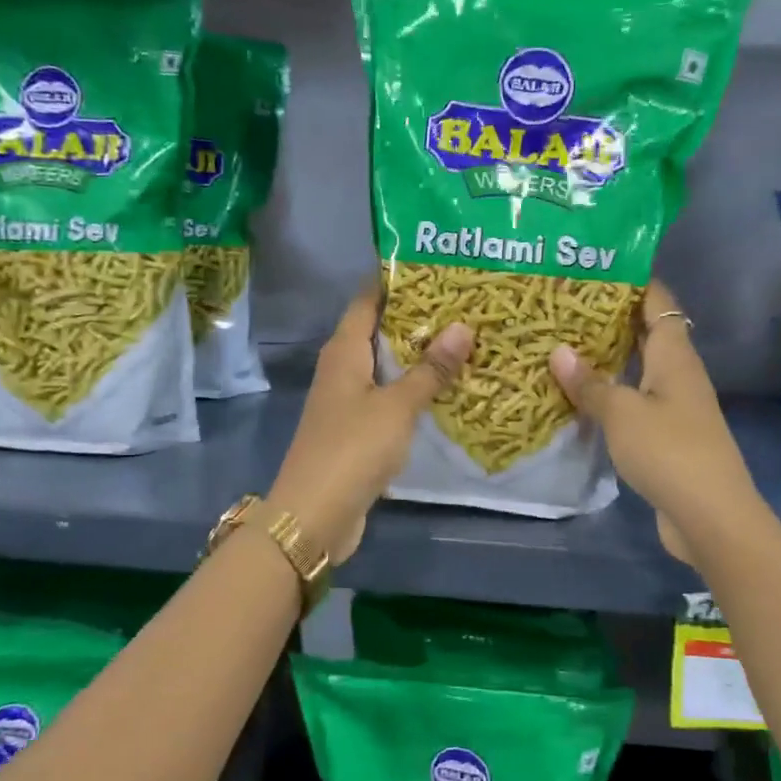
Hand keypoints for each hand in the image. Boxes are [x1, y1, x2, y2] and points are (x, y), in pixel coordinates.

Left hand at [269, 286, 472, 561]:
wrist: (314, 515)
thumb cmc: (352, 449)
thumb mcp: (397, 406)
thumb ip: (430, 369)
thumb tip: (463, 326)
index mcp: (344, 350)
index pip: (368, 299)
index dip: (397, 280)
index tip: (437, 265)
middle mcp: (342, 368)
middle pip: (380, 330)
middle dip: (419, 318)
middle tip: (466, 302)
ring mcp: (347, 401)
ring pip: (387, 366)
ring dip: (419, 356)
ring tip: (465, 339)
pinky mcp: (357, 430)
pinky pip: (389, 397)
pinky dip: (414, 390)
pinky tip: (446, 389)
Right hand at [548, 280, 761, 564]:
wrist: (710, 515)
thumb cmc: (668, 451)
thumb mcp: (622, 413)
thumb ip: (591, 383)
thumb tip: (559, 351)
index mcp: (675, 356)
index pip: (658, 302)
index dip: (634, 281)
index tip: (597, 265)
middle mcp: (679, 374)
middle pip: (647, 333)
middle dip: (611, 318)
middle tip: (565, 306)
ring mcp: (676, 406)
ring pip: (640, 369)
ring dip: (609, 358)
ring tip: (565, 345)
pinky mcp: (668, 436)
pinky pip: (636, 401)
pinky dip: (612, 393)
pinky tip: (582, 396)